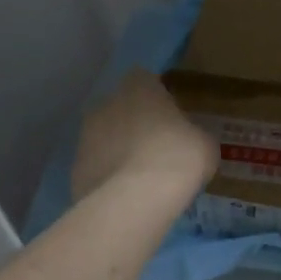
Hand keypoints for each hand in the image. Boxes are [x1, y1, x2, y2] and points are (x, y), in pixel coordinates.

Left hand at [72, 69, 217, 203]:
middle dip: (134, 124)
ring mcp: (85, 137)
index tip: (170, 116)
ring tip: (143, 177)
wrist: (135, 200)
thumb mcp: (204, 143)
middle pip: (121, 108)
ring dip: (119, 151)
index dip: (157, 97)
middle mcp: (106, 104)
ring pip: (105, 138)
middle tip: (158, 148)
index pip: (144, 79)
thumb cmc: (178, 157)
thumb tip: (189, 139)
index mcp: (139, 88)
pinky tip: (128, 196)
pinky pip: (97, 168)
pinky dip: (109, 177)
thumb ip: (193, 133)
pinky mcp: (75, 169)